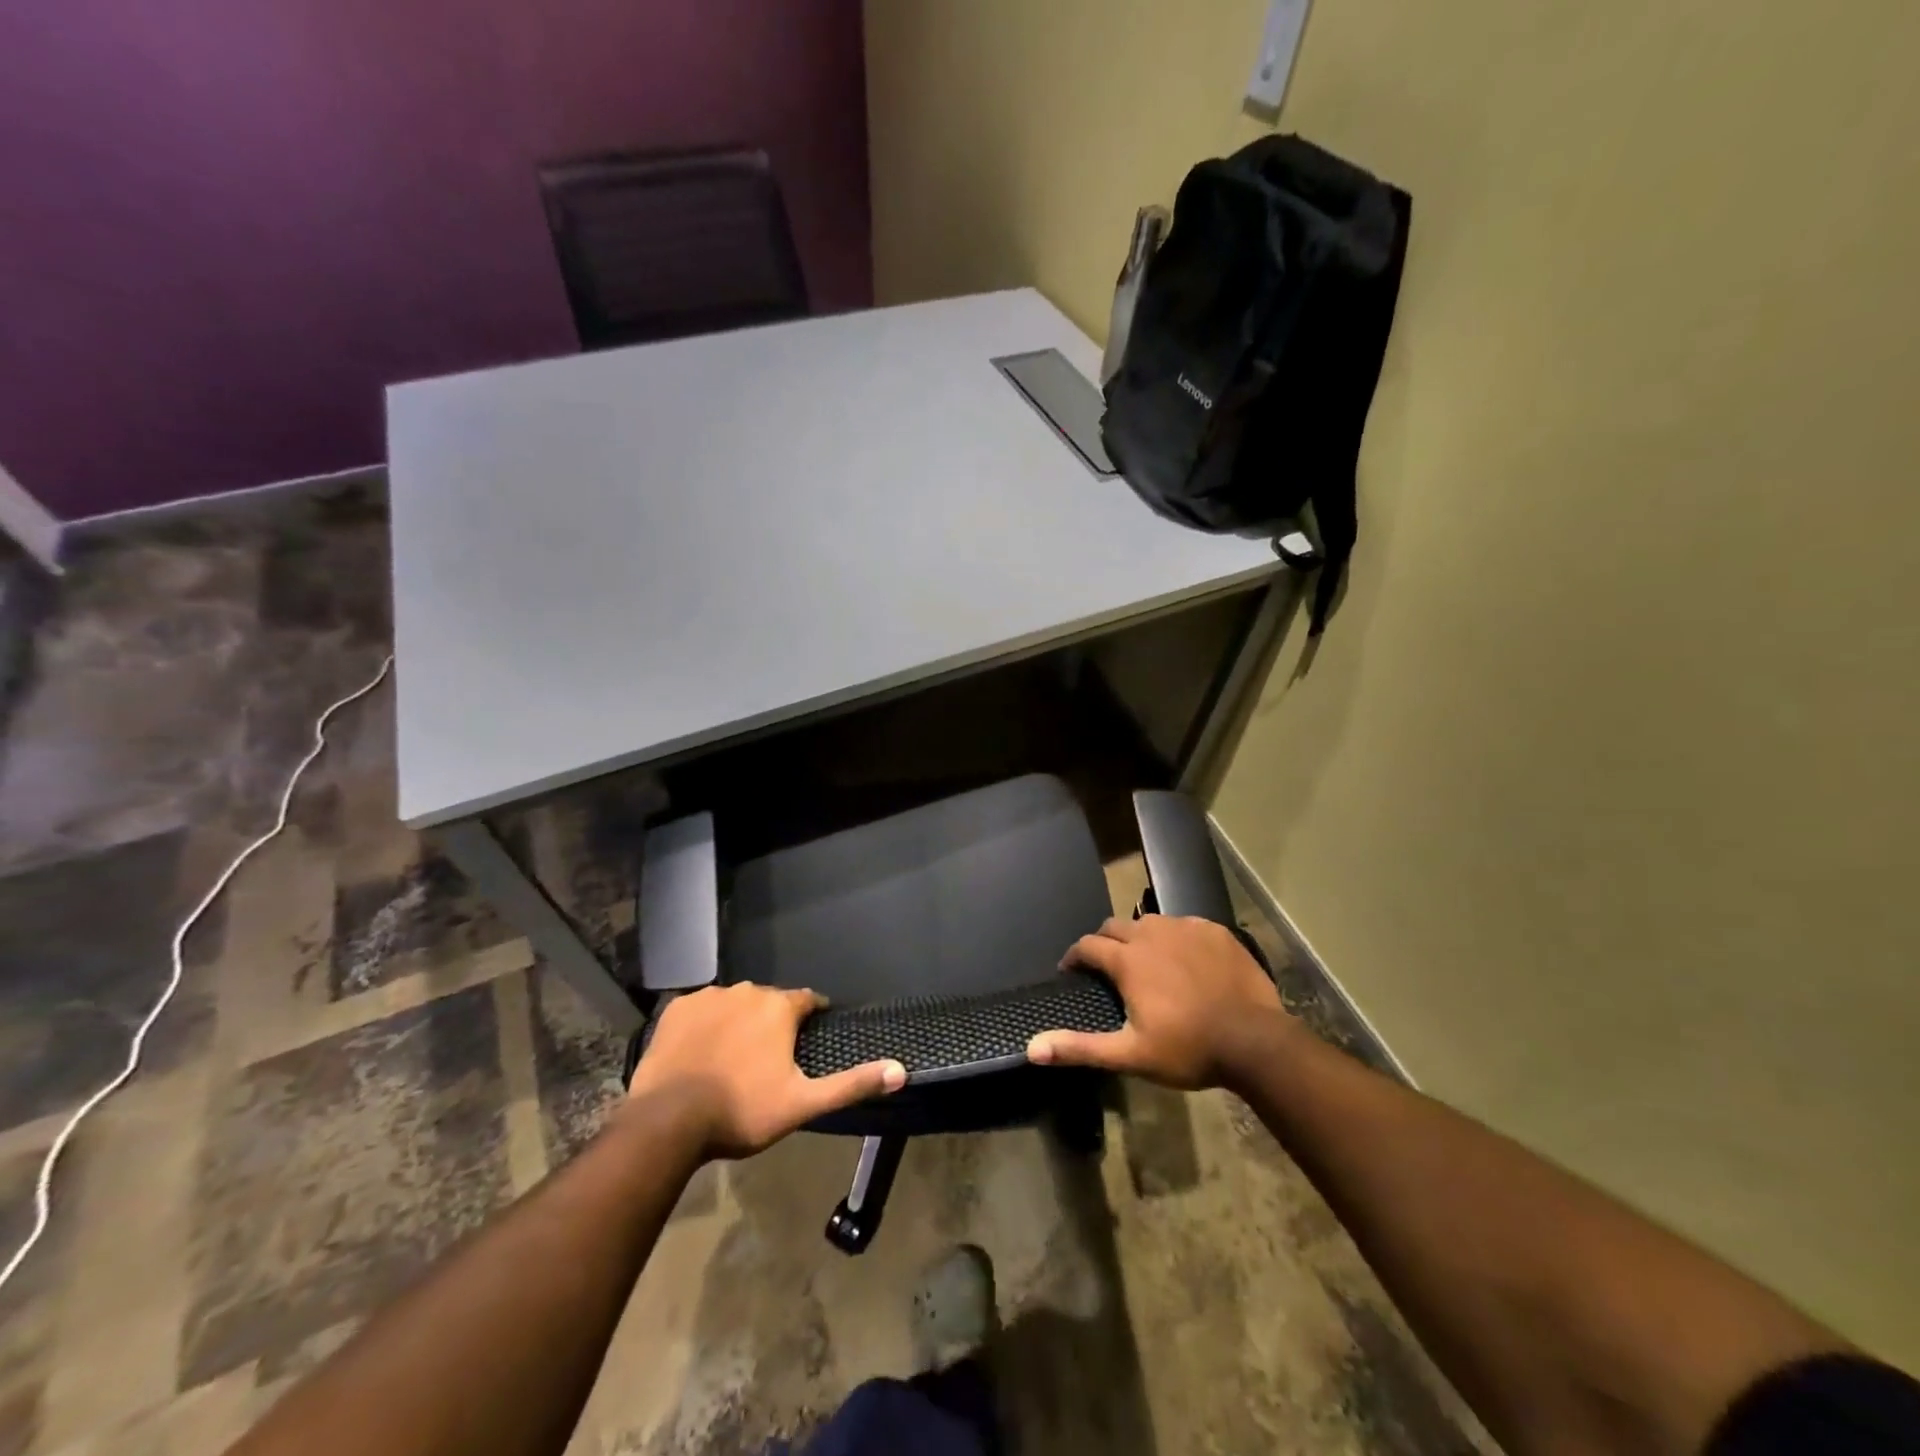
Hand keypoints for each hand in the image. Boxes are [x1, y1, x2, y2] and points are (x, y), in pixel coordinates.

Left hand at [628, 984, 905, 1158]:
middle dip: (772, 1022)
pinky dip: (704, 1024)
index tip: (808, 1037)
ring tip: (731, 1057)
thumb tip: (902, 1070)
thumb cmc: (742, 1111)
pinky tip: (700, 1051)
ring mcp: (708, 997)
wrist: (668, 1121)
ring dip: (739, 1021)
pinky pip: (700, 1009)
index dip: (810, 1016)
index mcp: (779, 1007)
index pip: (806, 1000)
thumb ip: (852, 1085)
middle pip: (769, 1001)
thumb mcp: (803, 1104)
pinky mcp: (676, 1008)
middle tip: (766, 1059)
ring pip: (734, 1003)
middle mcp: (747, 990)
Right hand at [1027, 915, 1294, 1089]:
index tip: (1071, 972)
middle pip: (1115, 926)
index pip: (1087, 945)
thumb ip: (1080, 1047)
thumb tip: (1031, 1048)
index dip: (1073, 957)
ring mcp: (1186, 928)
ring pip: (1149, 923)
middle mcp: (1151, 933)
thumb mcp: (1130, 1054)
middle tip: (1106, 968)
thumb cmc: (1188, 1049)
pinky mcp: (1214, 930)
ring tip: (1144, 962)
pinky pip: (1183, 925)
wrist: (1255, 1041)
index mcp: (1127, 959)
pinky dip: (1174, 938)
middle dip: (1103, 943)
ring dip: (1139, 938)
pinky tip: (1184, 960)